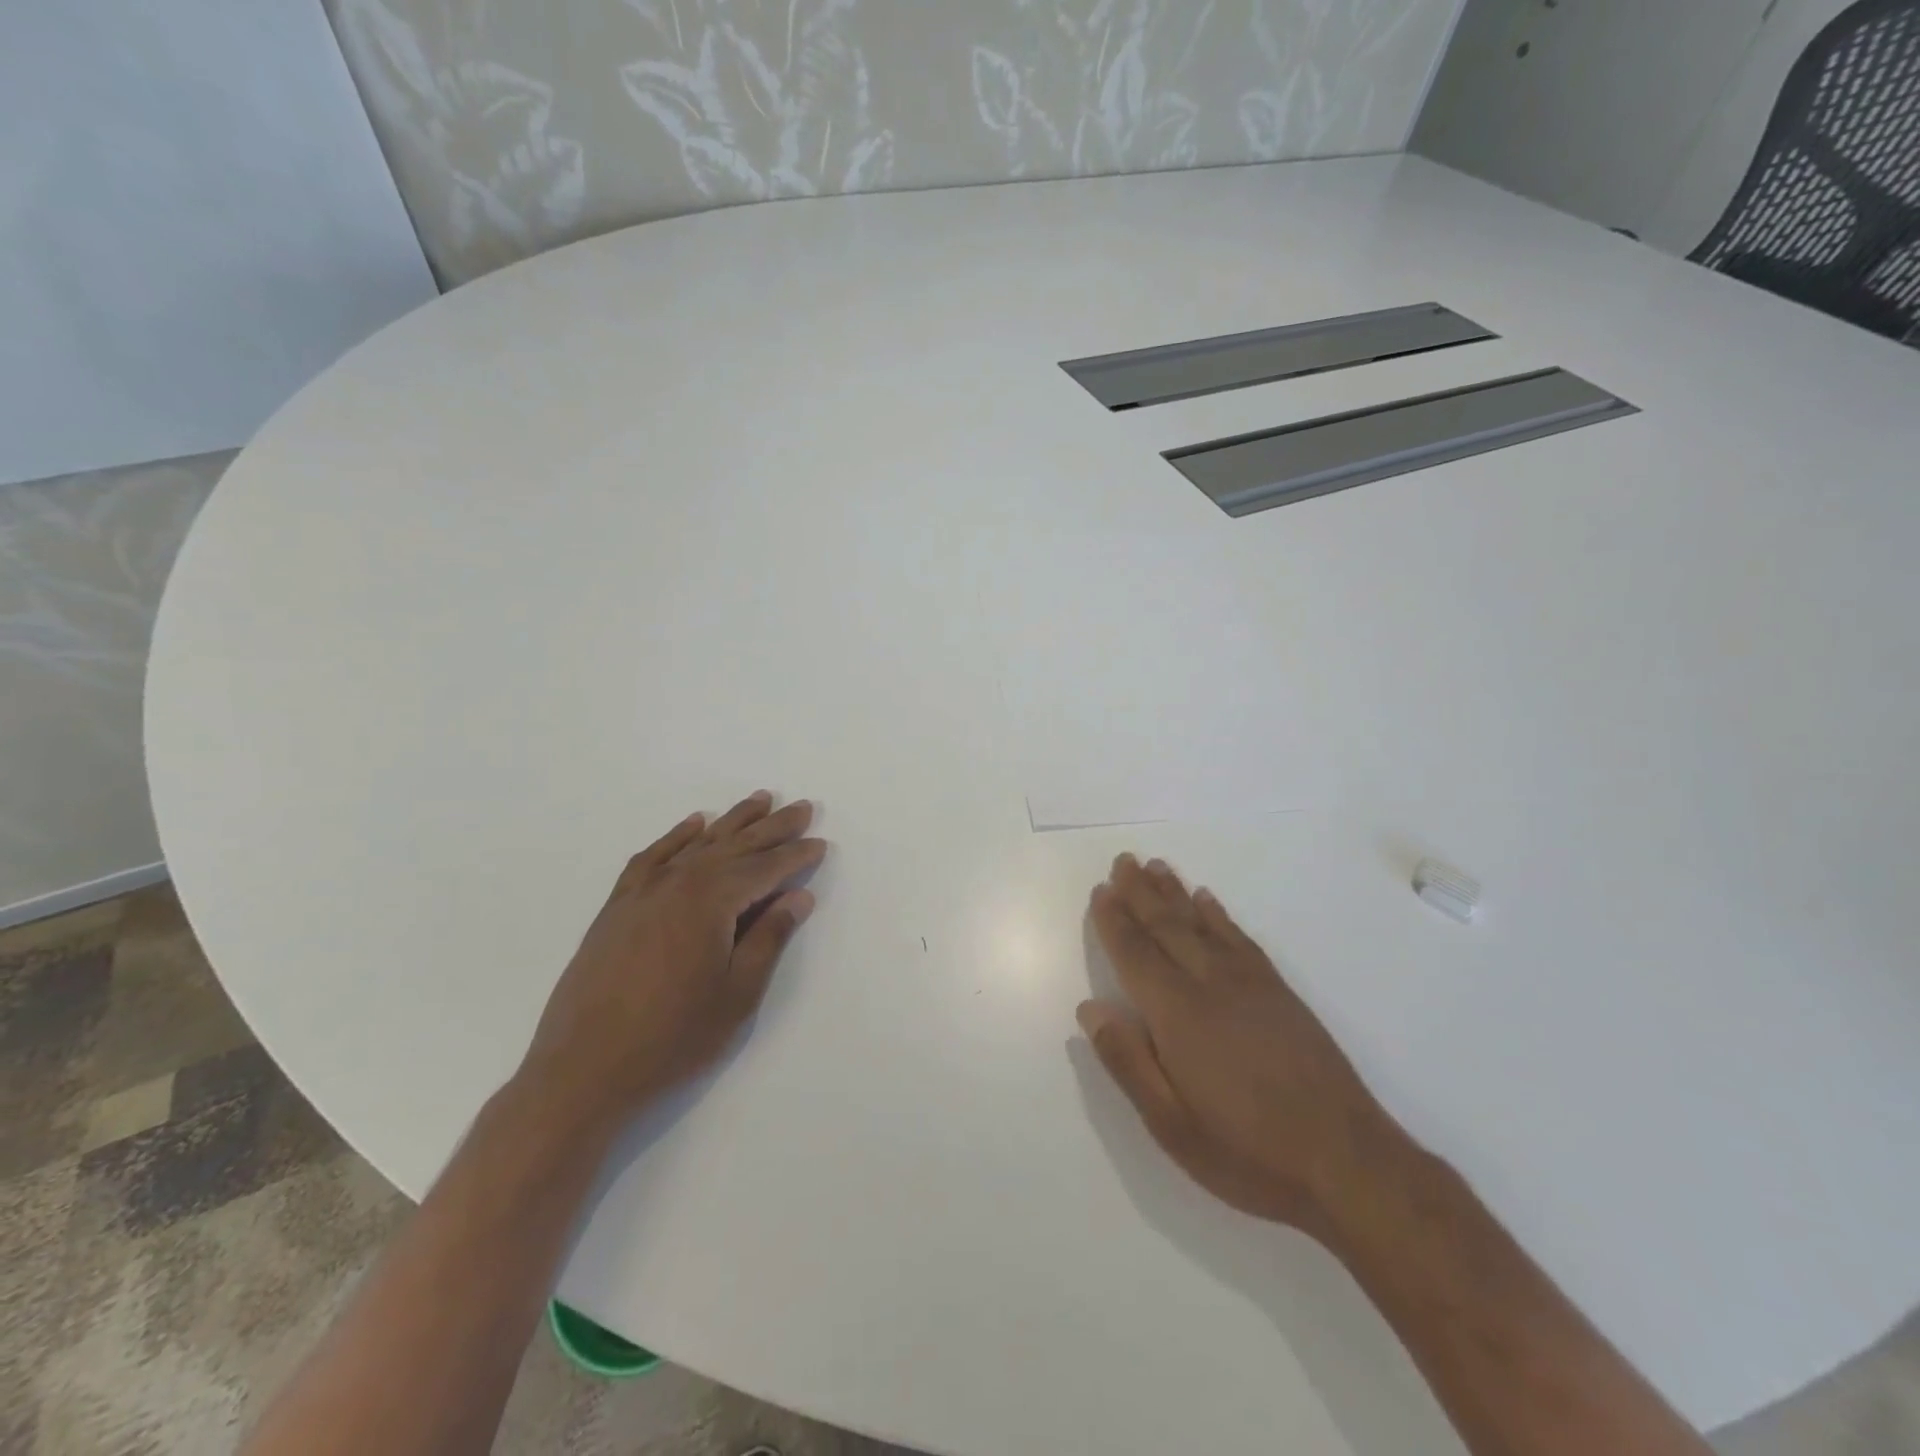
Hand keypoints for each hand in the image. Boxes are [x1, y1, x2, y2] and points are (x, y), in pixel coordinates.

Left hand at [518, 791, 826, 1133]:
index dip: (796, 856)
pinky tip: (693, 825)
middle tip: (802, 806)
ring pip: (697, 844)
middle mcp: (677, 883)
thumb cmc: (673, 1038)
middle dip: (772, 827)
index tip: (820, 843)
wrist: (582, 1072)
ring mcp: (642, 892)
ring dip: (732, 821)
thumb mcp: (737, 994)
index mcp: (710, 902)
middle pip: (735, 846)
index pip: (765, 868)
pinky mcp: (617, 907)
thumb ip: (769, 938)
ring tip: (759, 800)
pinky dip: (677, 837)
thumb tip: (798, 897)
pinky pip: (653, 857)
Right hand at [1078, 853, 1410, 1234]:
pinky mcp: (1280, 992)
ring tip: (1156, 867)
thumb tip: (1090, 1008)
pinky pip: (1240, 938)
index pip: (1136, 953)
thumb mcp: (1171, 1124)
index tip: (1100, 890)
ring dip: (1176, 893)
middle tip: (1123, 860)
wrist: (1348, 1163)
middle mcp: (1211, 984)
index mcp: (1178, 1013)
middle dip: (1141, 892)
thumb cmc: (1247, 1151)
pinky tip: (1208, 901)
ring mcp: (1250, 984)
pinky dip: (1219, 915)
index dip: (1114, 921)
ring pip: (1202, 924)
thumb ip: (1127, 1061)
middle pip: (1168, 926)